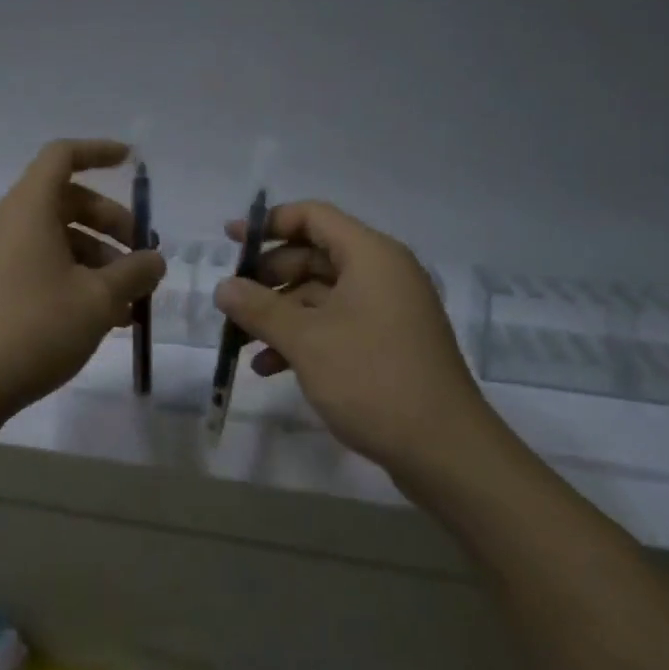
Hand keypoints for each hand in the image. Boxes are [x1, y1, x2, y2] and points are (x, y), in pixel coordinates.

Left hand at [0, 139, 164, 426]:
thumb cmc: (35, 328)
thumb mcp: (99, 300)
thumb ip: (135, 272)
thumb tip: (154, 260)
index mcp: (28, 208)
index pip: (62, 156)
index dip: (98, 152)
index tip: (132, 161)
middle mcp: (8, 222)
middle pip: (66, 201)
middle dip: (110, 222)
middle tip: (141, 255)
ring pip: (56, 238)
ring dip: (97, 258)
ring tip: (128, 302)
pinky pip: (40, 264)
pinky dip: (74, 277)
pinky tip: (102, 318)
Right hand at [212, 201, 495, 480]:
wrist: (446, 452)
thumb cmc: (373, 380)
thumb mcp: (306, 341)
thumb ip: (259, 308)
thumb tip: (222, 287)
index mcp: (371, 255)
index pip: (313, 216)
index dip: (268, 223)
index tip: (230, 242)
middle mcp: (382, 273)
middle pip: (313, 255)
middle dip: (268, 277)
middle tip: (232, 300)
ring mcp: (387, 310)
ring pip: (320, 294)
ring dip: (279, 313)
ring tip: (240, 340)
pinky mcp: (387, 344)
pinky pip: (335, 324)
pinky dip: (302, 338)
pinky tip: (269, 367)